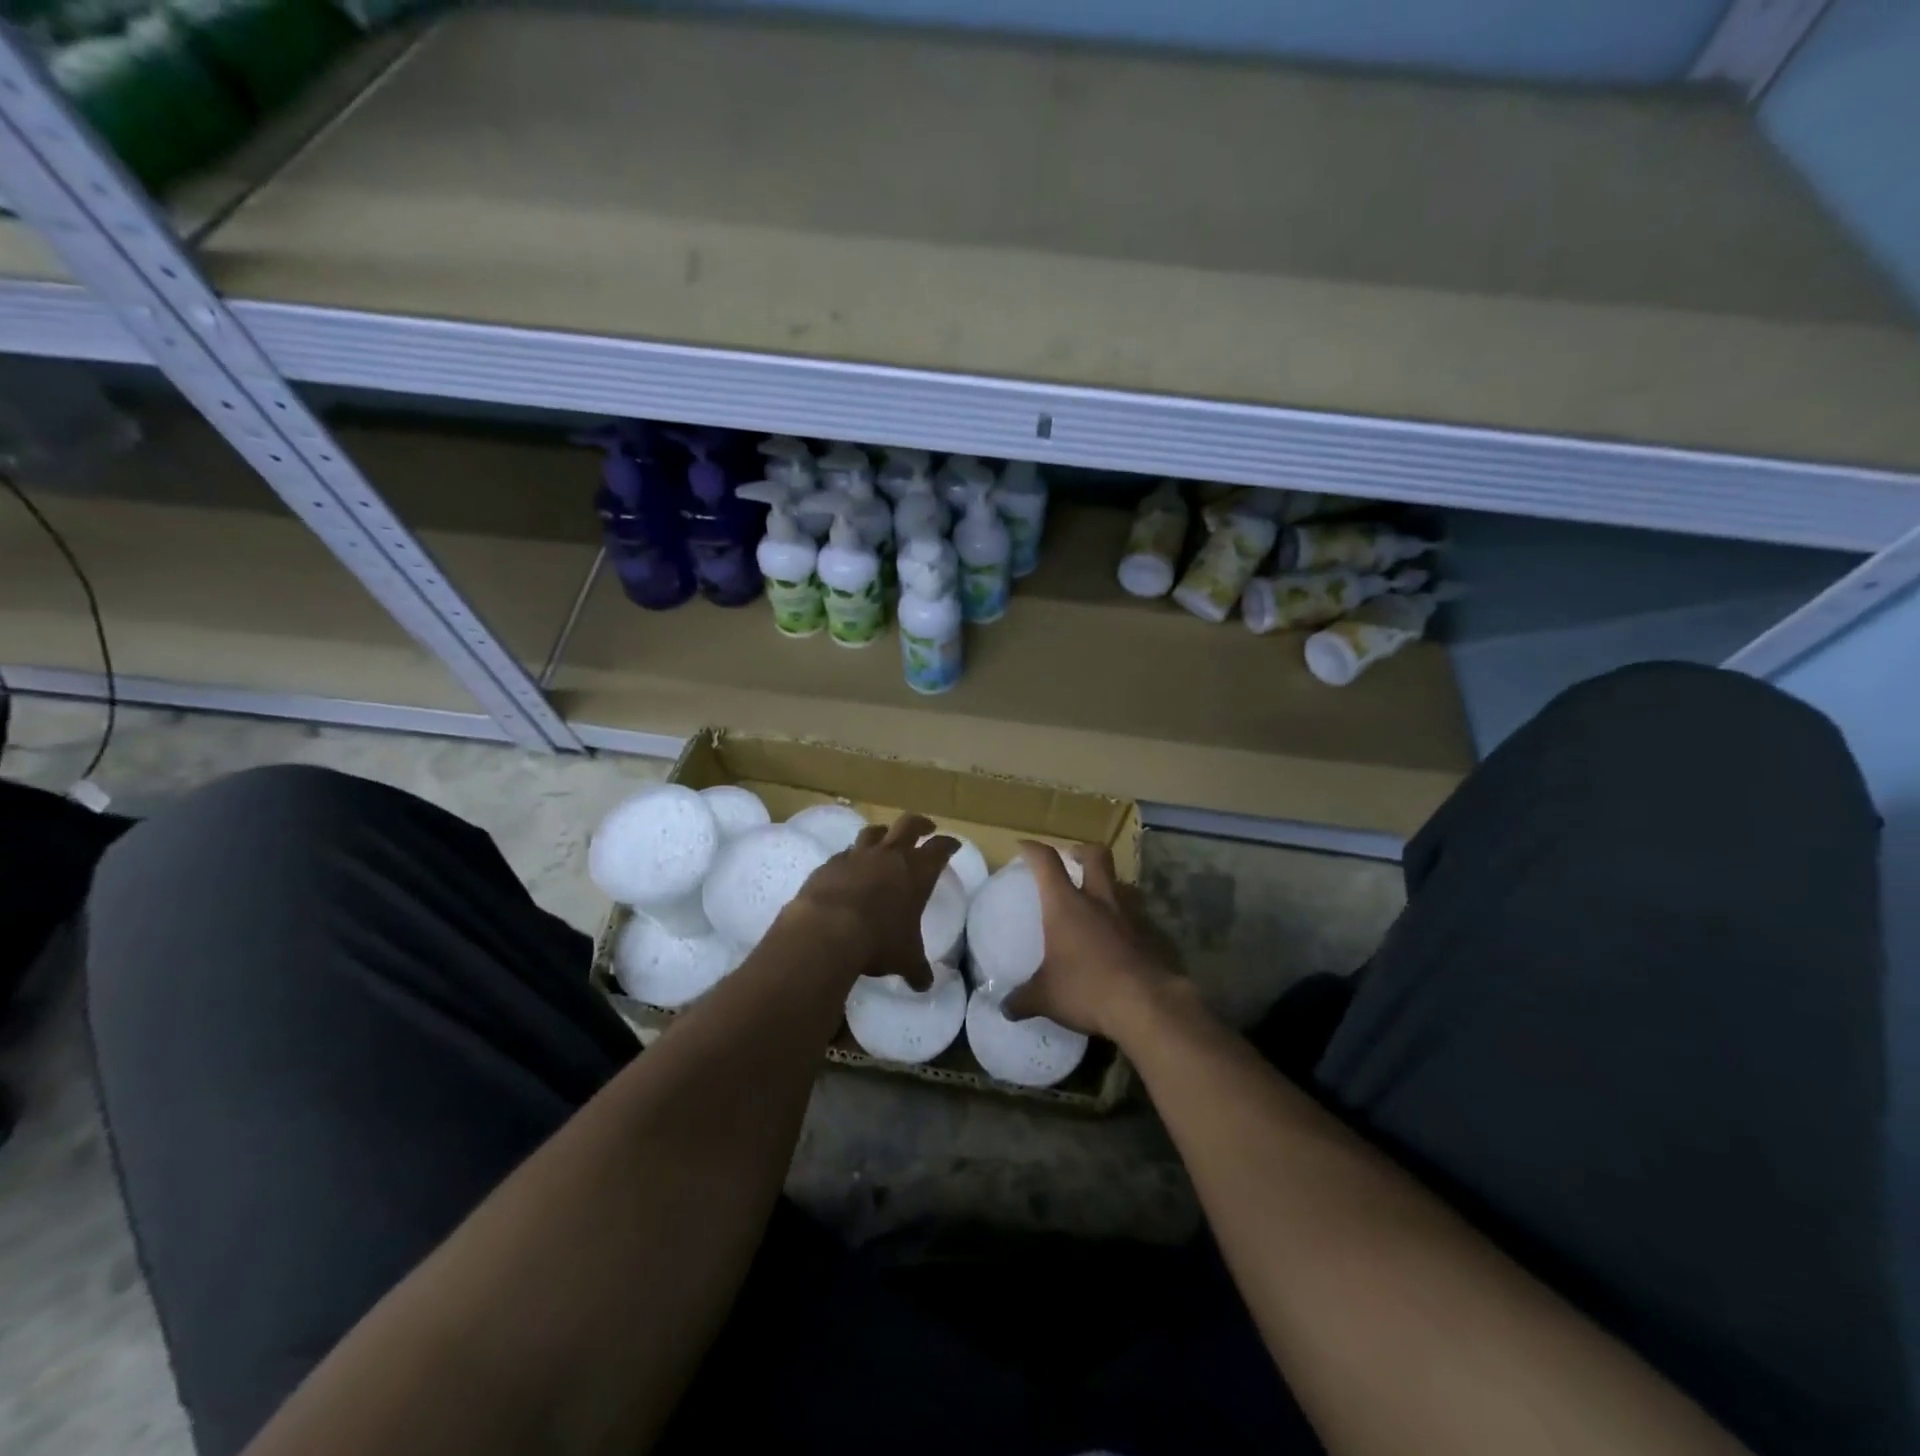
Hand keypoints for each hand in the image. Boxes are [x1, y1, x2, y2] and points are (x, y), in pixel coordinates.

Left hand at [782, 814, 956, 989]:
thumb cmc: (878, 941)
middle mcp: (889, 855)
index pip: (940, 849)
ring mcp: (858, 855)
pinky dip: (851, 857)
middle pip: (909, 824)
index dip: (948, 845)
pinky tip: (849, 867)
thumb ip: (916, 968)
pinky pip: (845, 853)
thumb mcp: (904, 959)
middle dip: (921, 824)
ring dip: (883, 833)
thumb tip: (924, 984)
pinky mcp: (830, 863)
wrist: (827, 930)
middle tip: (926, 827)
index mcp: (917, 872)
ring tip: (885, 839)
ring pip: (874, 832)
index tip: (953, 844)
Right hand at [1003, 841, 1180, 1041]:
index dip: (1034, 850)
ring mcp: (1128, 916)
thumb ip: (1023, 999)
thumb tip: (1004, 1008)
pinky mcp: (1148, 935)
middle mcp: (1098, 900)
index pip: (1047, 862)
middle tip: (1072, 858)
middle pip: (1095, 855)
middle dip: (1081, 851)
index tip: (1024, 846)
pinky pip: (1134, 915)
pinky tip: (1116, 937)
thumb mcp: (1046, 997)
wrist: (1146, 1005)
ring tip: (1096, 900)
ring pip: (1119, 883)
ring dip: (1107, 884)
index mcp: (1066, 905)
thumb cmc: (1087, 990)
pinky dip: (1123, 918)